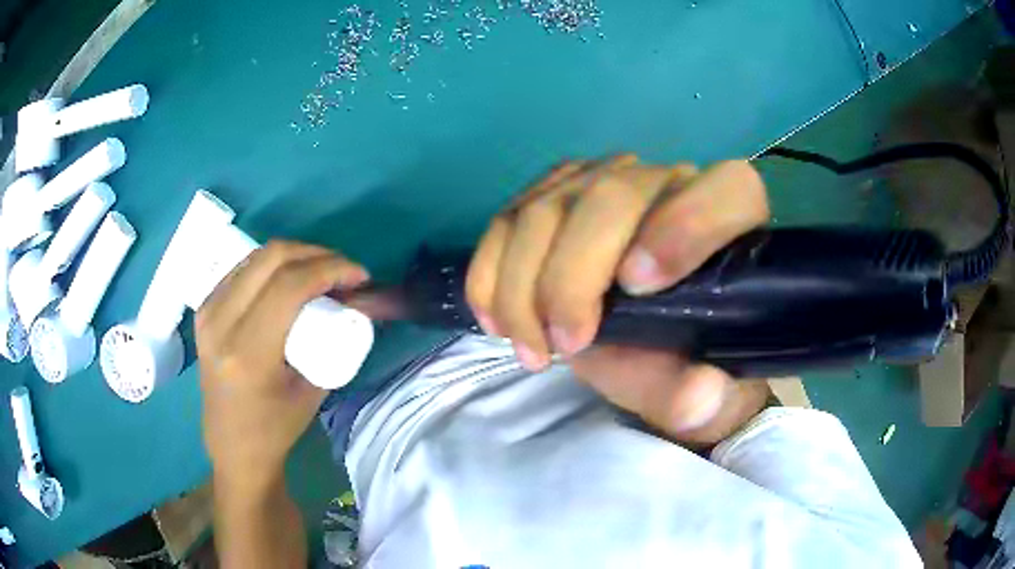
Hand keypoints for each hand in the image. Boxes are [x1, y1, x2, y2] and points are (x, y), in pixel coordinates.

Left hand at [196, 241, 369, 489]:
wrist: (232, 445)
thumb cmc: (276, 429)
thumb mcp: (314, 388)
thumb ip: (337, 338)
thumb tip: (363, 299)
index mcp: (247, 353)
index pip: (289, 286)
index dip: (331, 268)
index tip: (361, 277)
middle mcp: (220, 324)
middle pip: (272, 258)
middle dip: (317, 254)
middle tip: (344, 271)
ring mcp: (207, 312)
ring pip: (257, 256)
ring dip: (297, 256)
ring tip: (322, 274)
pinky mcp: (204, 309)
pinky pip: (244, 268)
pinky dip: (274, 265)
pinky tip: (291, 280)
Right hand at [466, 156, 771, 444]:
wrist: (654, 347)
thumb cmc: (690, 362)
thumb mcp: (703, 396)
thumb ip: (706, 398)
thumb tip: (697, 393)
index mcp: (731, 220)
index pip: (727, 192)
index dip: (685, 227)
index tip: (637, 289)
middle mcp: (668, 182)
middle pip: (610, 196)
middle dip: (573, 278)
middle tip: (566, 346)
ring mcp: (602, 181)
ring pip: (544, 208)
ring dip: (521, 286)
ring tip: (531, 349)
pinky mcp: (553, 196)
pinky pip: (505, 221)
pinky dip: (490, 275)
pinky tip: (497, 321)